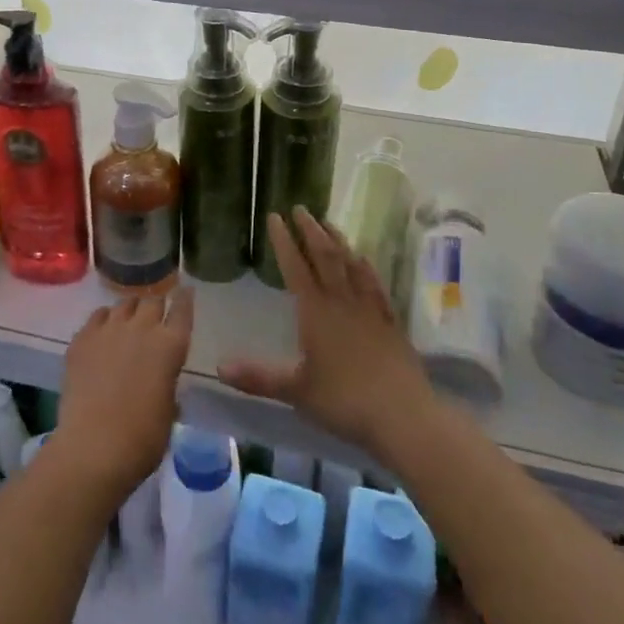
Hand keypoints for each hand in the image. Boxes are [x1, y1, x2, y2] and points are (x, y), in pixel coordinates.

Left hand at [52, 290, 194, 501]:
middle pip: (152, 301)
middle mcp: (141, 328)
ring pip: (124, 304)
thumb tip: (161, 381)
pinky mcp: (82, 338)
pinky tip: (103, 331)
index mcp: (170, 346)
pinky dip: (105, 319)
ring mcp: (109, 329)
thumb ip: (167, 385)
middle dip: (155, 307)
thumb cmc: (142, 439)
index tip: (185, 291)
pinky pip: (97, 316)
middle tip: (154, 320)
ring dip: (130, 311)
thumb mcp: (168, 411)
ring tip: (128, 323)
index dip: (184, 299)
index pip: (182, 309)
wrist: (94, 447)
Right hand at [219, 208, 433, 455]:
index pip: (296, 267)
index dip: (284, 241)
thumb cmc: (345, 401)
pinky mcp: (390, 322)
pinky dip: (365, 266)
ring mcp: (369, 309)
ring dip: (337, 240)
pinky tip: (363, 259)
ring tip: (328, 222)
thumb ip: (258, 377)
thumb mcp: (296, 391)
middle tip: (300, 208)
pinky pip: (374, 284)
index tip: (275, 216)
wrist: (404, 415)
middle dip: (310, 230)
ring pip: (351, 264)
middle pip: (325, 256)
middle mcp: (342, 301)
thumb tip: (219, 367)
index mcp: (316, 312)